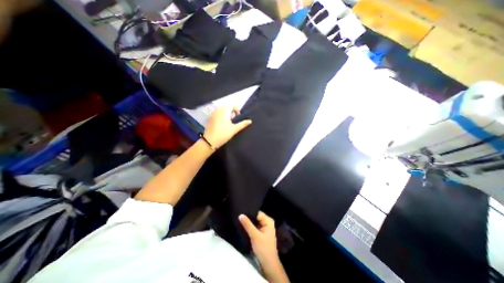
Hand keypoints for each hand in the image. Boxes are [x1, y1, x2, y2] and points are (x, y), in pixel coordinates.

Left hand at [202, 105, 251, 148]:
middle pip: (227, 107)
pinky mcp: (210, 118)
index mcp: (224, 111)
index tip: (240, 115)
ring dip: (227, 113)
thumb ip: (243, 124)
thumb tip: (250, 121)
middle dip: (232, 111)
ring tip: (230, 122)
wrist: (210, 141)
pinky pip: (217, 113)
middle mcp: (218, 110)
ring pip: (222, 110)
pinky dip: (222, 116)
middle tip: (235, 119)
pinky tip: (223, 123)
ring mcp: (213, 113)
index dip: (237, 109)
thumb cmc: (224, 134)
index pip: (233, 105)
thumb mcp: (234, 129)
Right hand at [239, 212, 276, 262]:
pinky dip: (250, 227)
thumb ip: (248, 225)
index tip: (240, 211)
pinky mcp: (262, 232)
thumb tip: (240, 214)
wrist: (269, 264)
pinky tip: (243, 226)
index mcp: (268, 220)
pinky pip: (255, 226)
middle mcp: (267, 222)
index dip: (249, 212)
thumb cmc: (264, 249)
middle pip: (256, 216)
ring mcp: (265, 227)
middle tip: (238, 215)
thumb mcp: (255, 236)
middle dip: (248, 217)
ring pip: (255, 222)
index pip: (257, 213)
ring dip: (249, 222)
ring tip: (239, 219)